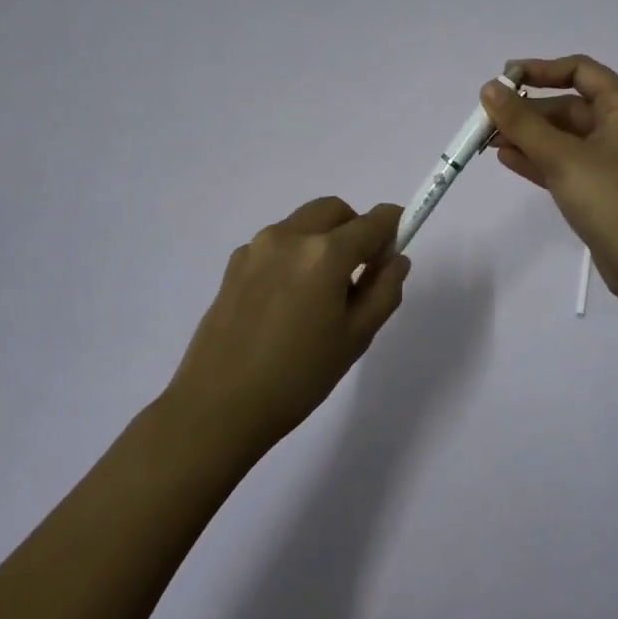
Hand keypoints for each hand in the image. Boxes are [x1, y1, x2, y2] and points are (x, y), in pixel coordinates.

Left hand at [164, 198, 410, 452]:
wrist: (218, 407)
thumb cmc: (298, 377)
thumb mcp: (356, 338)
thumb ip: (384, 290)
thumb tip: (396, 259)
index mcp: (325, 253)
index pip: (373, 221)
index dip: (394, 224)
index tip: (399, 242)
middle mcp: (290, 236)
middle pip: (335, 211)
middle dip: (355, 228)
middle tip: (361, 270)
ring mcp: (257, 247)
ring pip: (303, 223)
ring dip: (323, 239)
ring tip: (321, 291)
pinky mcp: (234, 264)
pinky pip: (276, 243)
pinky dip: (293, 254)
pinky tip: (287, 300)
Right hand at [480, 55, 617, 301]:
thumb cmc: (609, 199)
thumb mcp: (561, 157)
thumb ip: (522, 122)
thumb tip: (489, 88)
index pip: (580, 70)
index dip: (541, 69)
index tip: (505, 79)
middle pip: (569, 105)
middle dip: (528, 111)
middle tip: (487, 119)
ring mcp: (614, 159)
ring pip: (565, 137)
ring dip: (529, 136)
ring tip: (488, 141)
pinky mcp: (604, 188)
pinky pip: (567, 162)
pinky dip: (540, 159)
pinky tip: (507, 159)